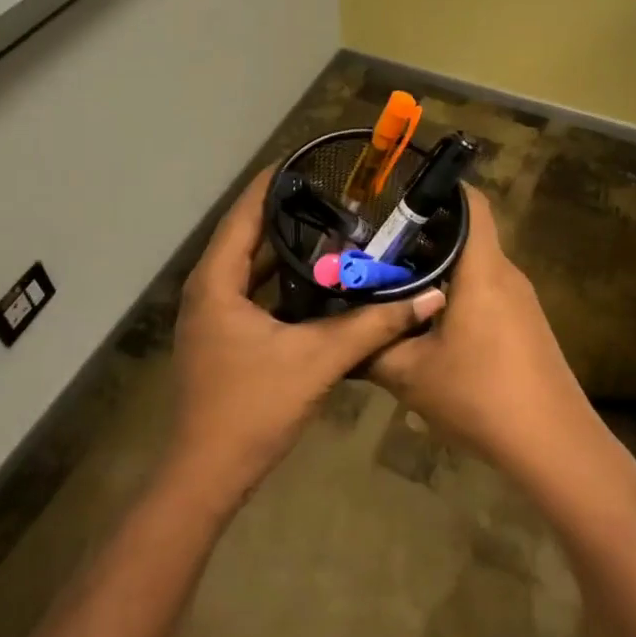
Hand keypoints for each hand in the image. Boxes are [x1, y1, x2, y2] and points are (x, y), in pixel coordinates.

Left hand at [166, 168, 445, 510]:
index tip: (307, 160)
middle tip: (334, 196)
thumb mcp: (318, 360)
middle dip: (288, 216)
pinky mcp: (222, 340)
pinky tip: (318, 284)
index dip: (272, 184)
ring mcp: (211, 318)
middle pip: (247, 238)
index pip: (243, 214)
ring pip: (250, 270)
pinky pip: (252, 295)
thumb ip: (373, 325)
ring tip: (333, 230)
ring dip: (286, 252)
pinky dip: (281, 284)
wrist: (207, 475)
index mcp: (216, 282)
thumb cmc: (252, 407)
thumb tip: (428, 298)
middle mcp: (207, 292)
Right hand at [368, 185, 593, 469]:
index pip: (471, 202)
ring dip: (437, 271)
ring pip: (474, 267)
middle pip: (467, 235)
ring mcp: (521, 301)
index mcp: (482, 269)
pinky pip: (487, 293)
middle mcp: (506, 274)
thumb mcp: (411, 374)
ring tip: (394, 289)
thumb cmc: (480, 395)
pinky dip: (456, 295)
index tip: (398, 200)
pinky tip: (429, 327)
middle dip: (422, 239)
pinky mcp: (526, 326)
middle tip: (377, 253)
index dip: (438, 189)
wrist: (553, 445)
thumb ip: (373, 347)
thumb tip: (342, 332)